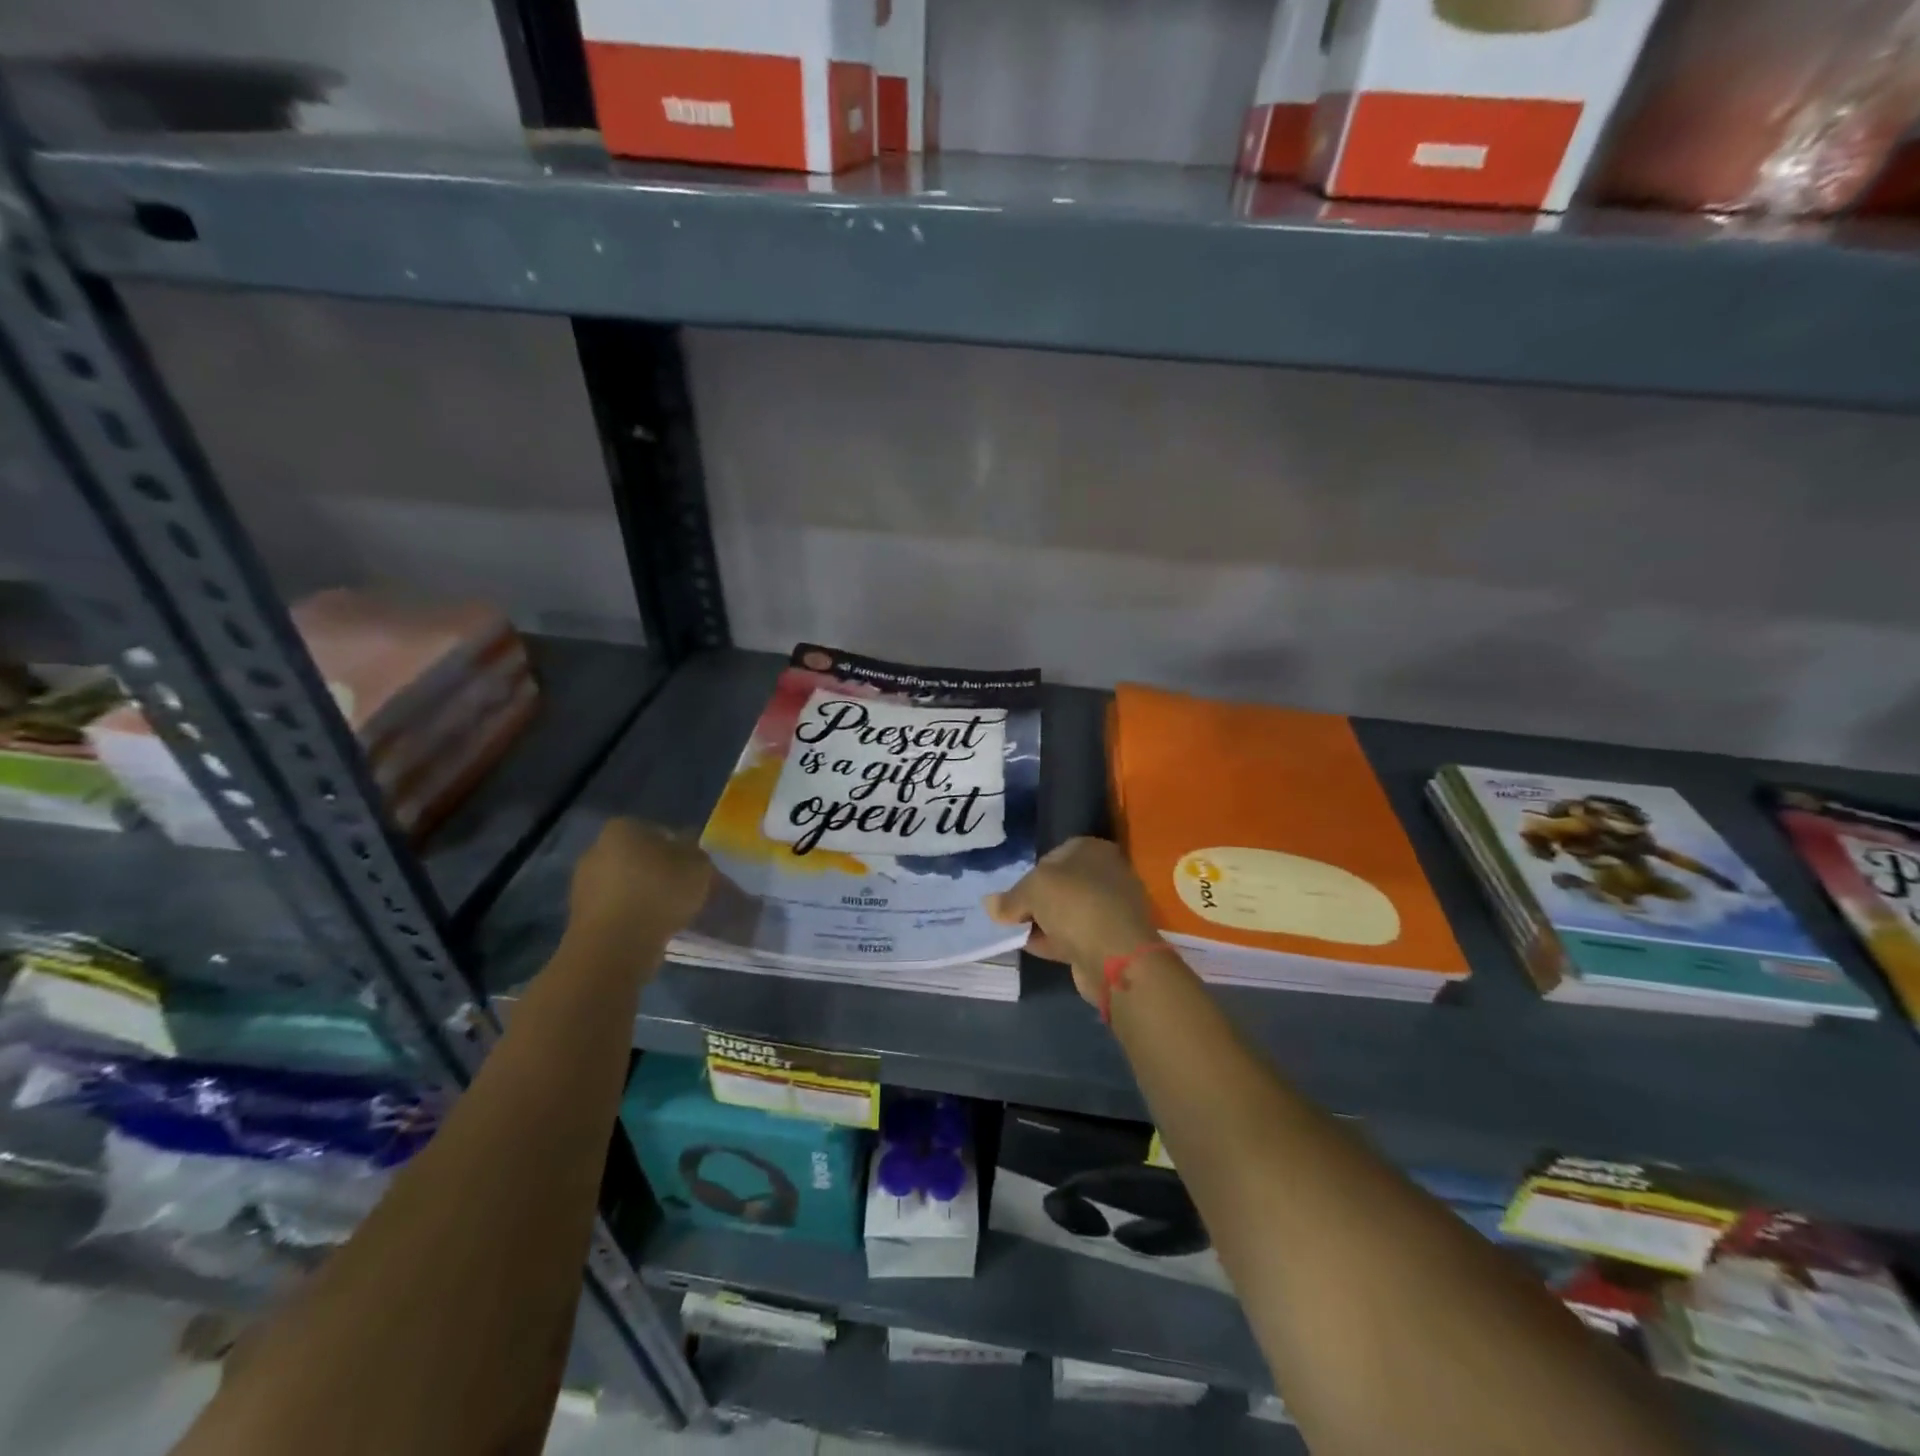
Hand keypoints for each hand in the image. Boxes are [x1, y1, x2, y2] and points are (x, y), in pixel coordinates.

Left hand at [567, 819, 712, 952]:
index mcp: (623, 828)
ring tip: (670, 915)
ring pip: (626, 884)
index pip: (659, 832)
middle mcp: (596, 848)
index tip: (694, 871)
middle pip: (639, 858)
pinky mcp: (579, 916)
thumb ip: (696, 854)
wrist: (615, 946)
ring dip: (645, 895)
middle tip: (684, 892)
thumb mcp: (698, 866)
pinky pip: (616, 909)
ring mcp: (583, 883)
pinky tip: (650, 929)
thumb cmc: (659, 893)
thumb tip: (689, 852)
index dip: (681, 851)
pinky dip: (632, 916)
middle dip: (660, 872)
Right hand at [985, 837, 1160, 1006]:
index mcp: (1093, 849)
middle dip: (1035, 900)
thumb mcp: (1032, 891)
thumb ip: (1010, 898)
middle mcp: (1106, 874)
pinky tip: (1033, 948)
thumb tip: (990, 905)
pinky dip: (1054, 940)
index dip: (1030, 872)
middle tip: (1012, 914)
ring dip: (1043, 922)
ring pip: (1066, 912)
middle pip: (1060, 885)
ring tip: (1016, 933)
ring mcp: (1110, 908)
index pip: (1054, 854)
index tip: (1014, 892)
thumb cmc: (1074, 905)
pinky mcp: (1109, 939)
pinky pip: (1074, 935)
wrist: (1116, 956)